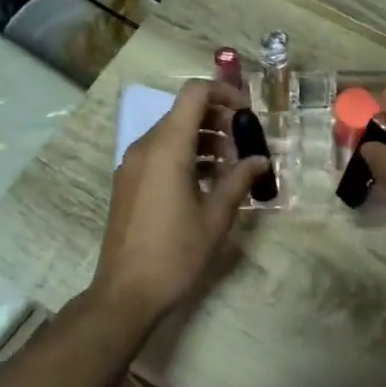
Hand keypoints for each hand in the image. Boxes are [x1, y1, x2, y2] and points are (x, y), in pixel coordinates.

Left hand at [90, 80, 266, 330]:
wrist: (126, 293)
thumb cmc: (175, 253)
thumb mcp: (216, 217)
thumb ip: (239, 180)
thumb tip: (259, 160)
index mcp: (167, 148)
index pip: (195, 94)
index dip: (225, 93)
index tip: (248, 115)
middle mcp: (145, 147)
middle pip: (184, 113)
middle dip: (219, 121)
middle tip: (244, 148)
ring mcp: (132, 165)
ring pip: (172, 134)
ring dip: (204, 141)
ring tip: (230, 169)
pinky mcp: (128, 183)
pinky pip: (160, 154)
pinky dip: (186, 156)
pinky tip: (207, 184)